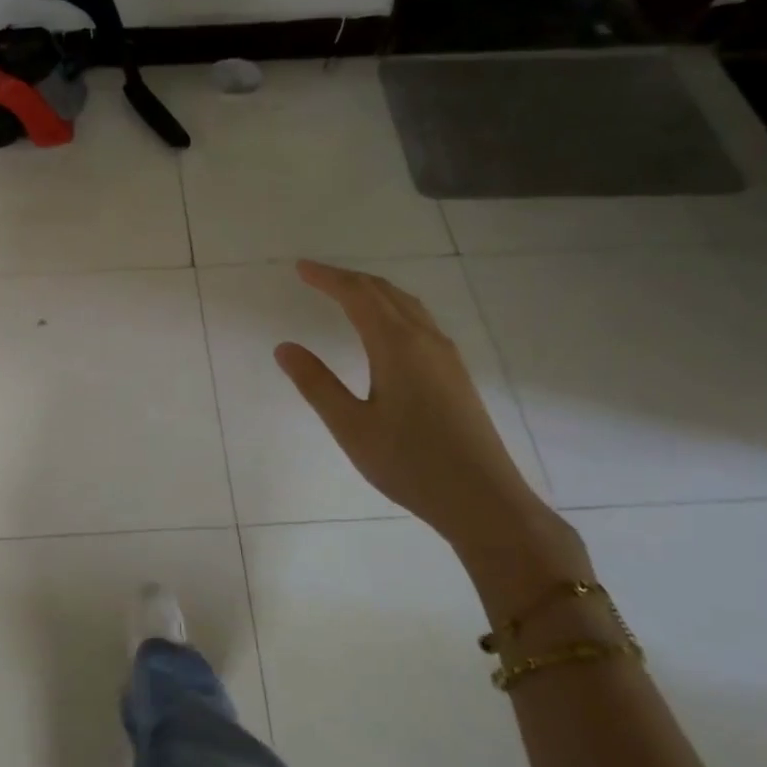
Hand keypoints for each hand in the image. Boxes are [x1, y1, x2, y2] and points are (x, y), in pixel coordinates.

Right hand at [274, 261, 570, 565]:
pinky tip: (385, 330)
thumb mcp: (351, 427)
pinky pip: (420, 322)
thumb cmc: (410, 463)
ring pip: (407, 305)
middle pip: (385, 293)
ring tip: (345, 294)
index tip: (300, 268)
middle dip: (348, 279)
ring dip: (373, 292)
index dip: (327, 278)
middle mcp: (425, 340)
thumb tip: (284, 347)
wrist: (482, 498)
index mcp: (397, 346)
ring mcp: (446, 356)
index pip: (358, 295)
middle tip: (315, 276)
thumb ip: (316, 384)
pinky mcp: (455, 374)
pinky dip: (393, 309)